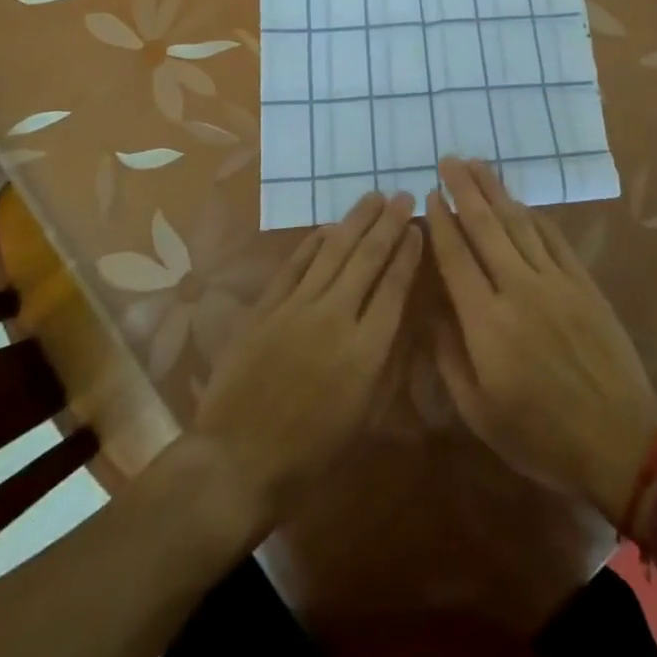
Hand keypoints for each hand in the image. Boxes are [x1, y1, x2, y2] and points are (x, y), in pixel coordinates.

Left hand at [190, 191, 421, 534]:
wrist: (238, 459)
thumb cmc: (310, 453)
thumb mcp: (363, 418)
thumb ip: (383, 363)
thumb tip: (398, 320)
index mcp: (366, 351)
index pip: (394, 288)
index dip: (408, 254)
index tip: (418, 229)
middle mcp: (336, 317)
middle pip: (368, 258)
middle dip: (389, 224)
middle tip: (403, 196)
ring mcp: (297, 307)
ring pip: (333, 251)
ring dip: (356, 221)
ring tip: (373, 197)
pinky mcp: (266, 306)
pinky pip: (295, 264)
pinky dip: (313, 242)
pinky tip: (328, 227)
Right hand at [428, 157, 656, 522]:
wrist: (619, 442)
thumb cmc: (540, 436)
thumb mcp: (479, 412)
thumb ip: (448, 356)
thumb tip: (431, 310)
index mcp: (487, 322)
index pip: (456, 257)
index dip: (441, 223)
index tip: (429, 195)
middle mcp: (519, 289)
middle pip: (486, 227)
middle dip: (465, 190)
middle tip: (449, 160)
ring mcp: (555, 282)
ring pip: (519, 224)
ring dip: (496, 191)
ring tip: (478, 165)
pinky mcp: (583, 284)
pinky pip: (553, 239)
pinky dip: (534, 216)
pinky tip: (521, 203)